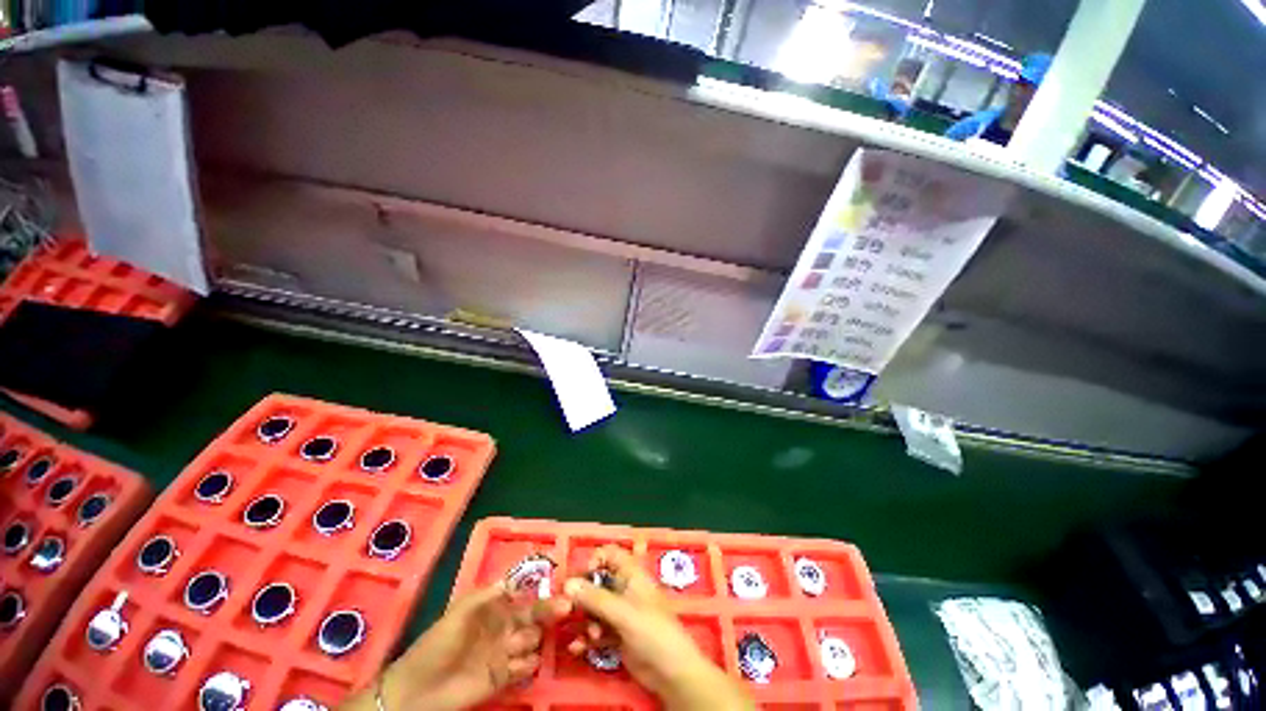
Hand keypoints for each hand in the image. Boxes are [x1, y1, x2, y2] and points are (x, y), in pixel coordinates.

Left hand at [344, 582, 571, 710]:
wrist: (419, 690)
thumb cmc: (438, 643)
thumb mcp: (460, 612)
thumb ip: (486, 595)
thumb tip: (512, 578)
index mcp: (495, 607)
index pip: (524, 593)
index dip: (541, 589)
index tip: (560, 584)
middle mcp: (505, 626)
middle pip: (534, 615)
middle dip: (549, 610)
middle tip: (566, 607)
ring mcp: (506, 652)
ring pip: (533, 639)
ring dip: (535, 638)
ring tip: (524, 641)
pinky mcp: (504, 677)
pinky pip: (526, 666)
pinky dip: (529, 663)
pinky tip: (523, 662)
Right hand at [564, 547, 754, 710]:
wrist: (671, 673)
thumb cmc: (652, 631)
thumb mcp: (623, 613)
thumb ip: (595, 598)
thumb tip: (567, 584)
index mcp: (632, 574)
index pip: (611, 554)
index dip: (595, 559)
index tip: (581, 576)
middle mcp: (625, 589)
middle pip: (598, 581)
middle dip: (583, 595)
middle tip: (567, 609)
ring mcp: (621, 612)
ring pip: (594, 607)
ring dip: (586, 620)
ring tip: (589, 636)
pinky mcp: (617, 634)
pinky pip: (596, 629)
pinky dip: (587, 637)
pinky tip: (578, 647)